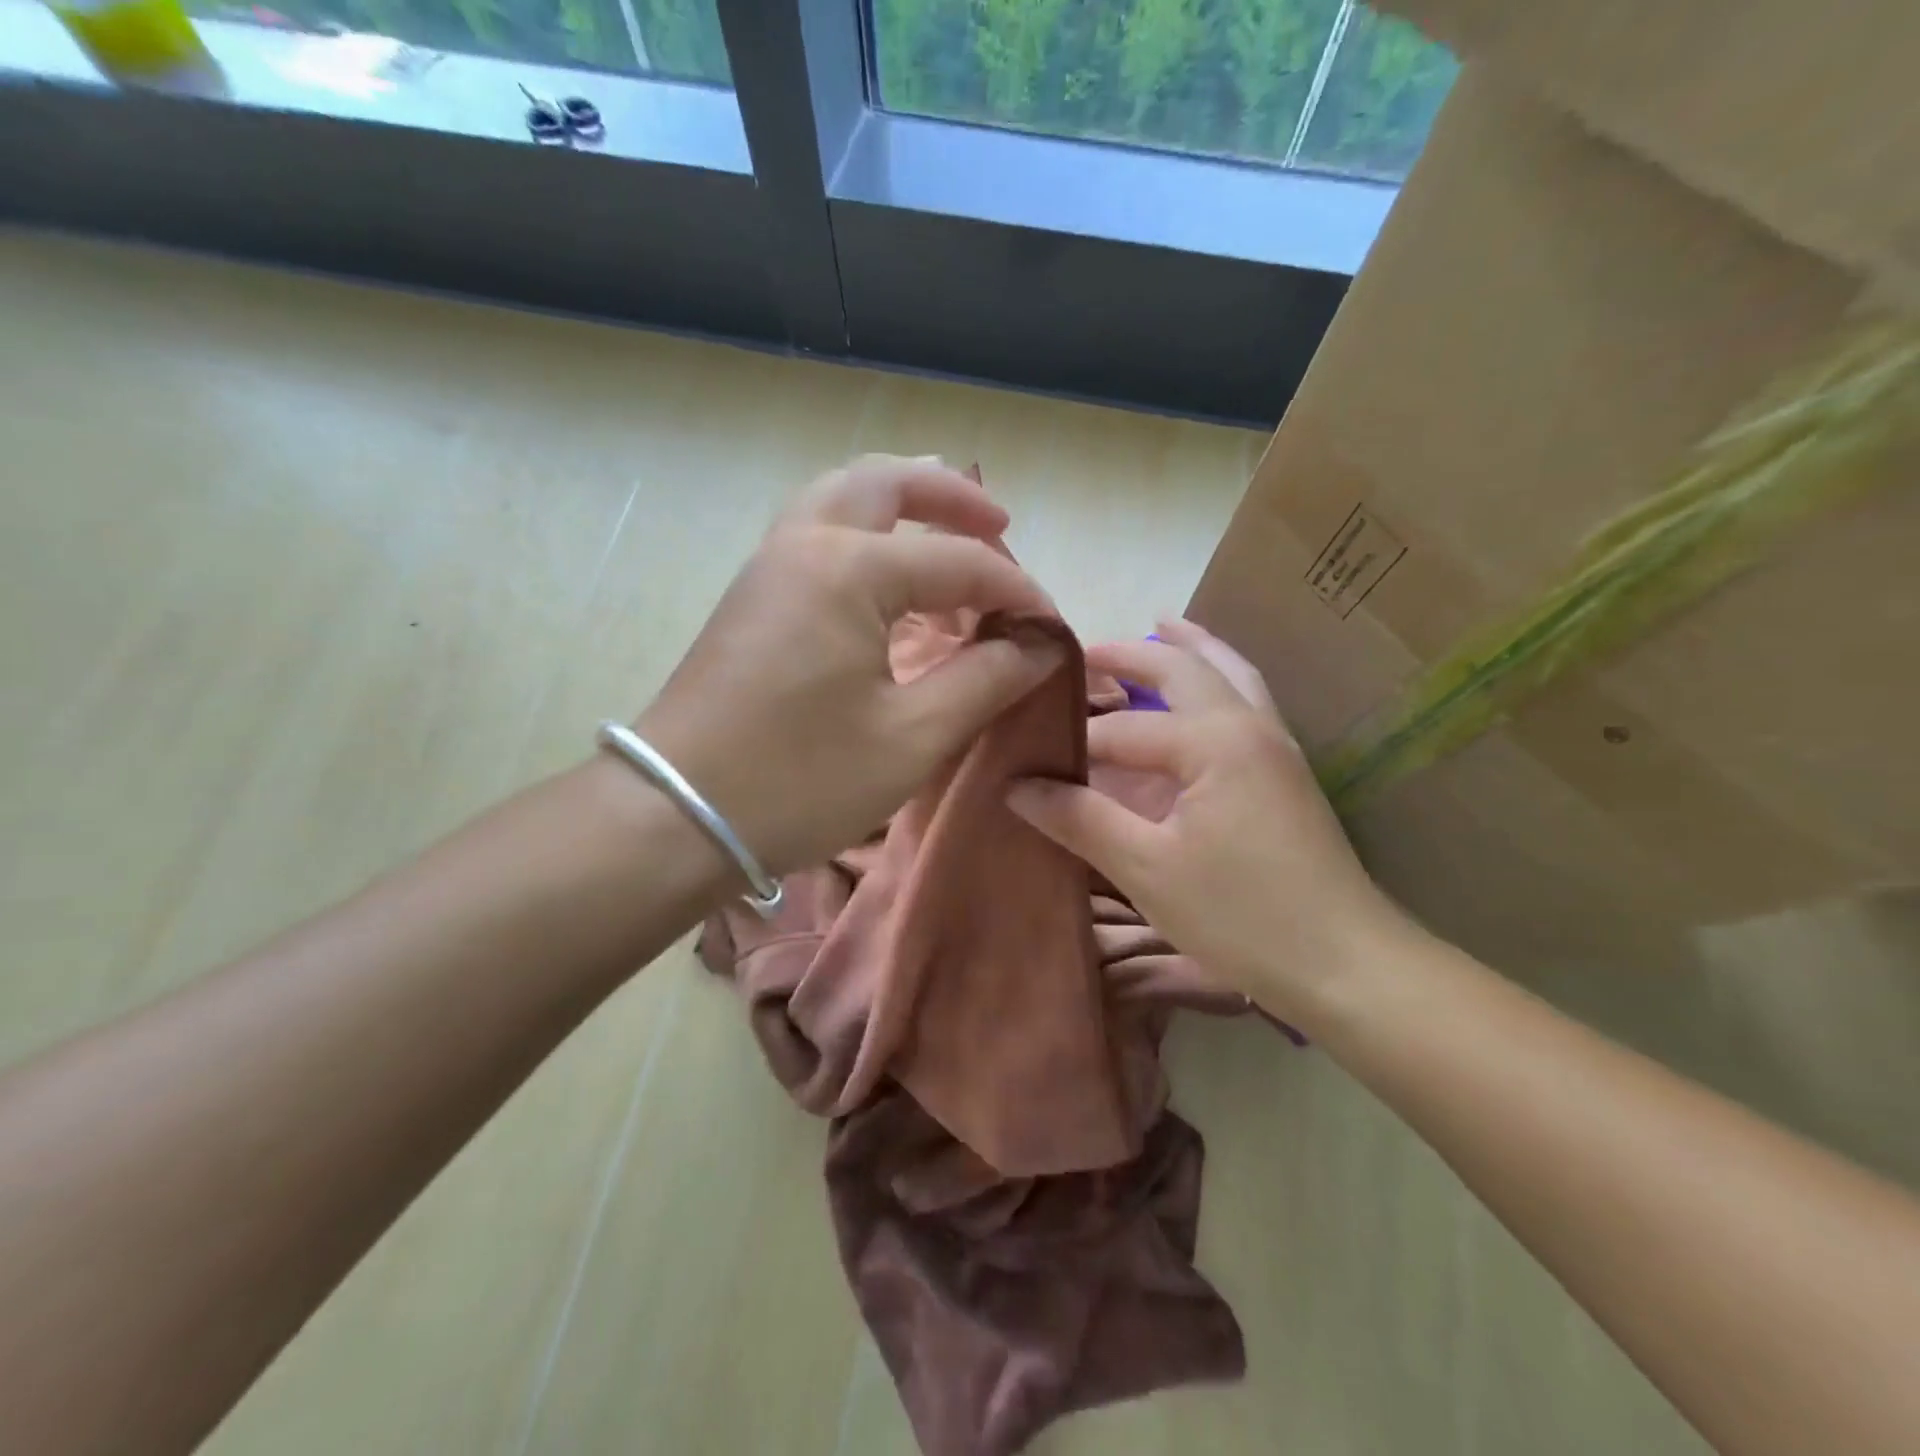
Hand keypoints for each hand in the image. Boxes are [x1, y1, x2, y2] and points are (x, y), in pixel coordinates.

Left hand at [636, 455, 1062, 880]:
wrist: (674, 817)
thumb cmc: (798, 780)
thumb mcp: (911, 737)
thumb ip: (985, 680)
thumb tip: (1041, 646)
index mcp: (848, 569)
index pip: (959, 562)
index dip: (1017, 593)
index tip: (1053, 630)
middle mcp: (804, 545)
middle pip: (885, 482)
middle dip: (951, 496)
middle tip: (1000, 526)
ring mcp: (768, 567)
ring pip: (841, 498)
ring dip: (901, 505)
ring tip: (948, 536)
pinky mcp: (752, 599)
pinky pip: (818, 536)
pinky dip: (866, 537)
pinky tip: (891, 583)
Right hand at [1007, 618, 1412, 1024]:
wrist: (1346, 964)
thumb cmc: (1240, 916)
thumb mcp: (1146, 868)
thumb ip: (1080, 819)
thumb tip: (1016, 785)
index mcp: (1213, 741)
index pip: (1122, 729)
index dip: (1071, 742)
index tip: (1025, 754)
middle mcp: (1249, 725)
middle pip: (1186, 668)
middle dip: (1134, 654)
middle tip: (1086, 647)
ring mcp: (1277, 745)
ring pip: (1230, 674)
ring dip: (1190, 649)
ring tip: (1162, 626)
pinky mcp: (1287, 771)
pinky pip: (1246, 701)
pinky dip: (1217, 679)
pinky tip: (1202, 694)